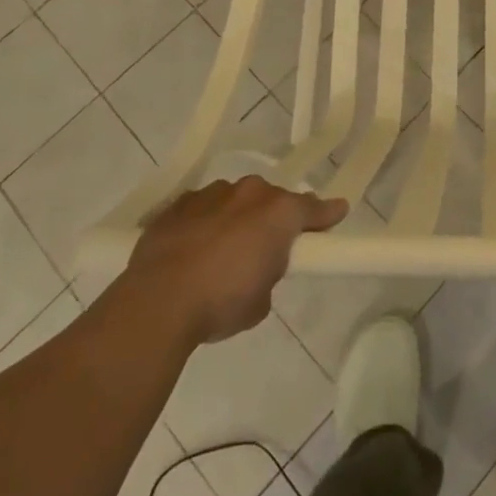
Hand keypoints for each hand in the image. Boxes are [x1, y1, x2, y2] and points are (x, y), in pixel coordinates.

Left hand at [122, 177, 347, 345]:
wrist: (158, 301)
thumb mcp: (261, 301)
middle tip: (266, 247)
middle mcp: (249, 193)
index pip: (312, 209)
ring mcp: (211, 194)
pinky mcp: (178, 204)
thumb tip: (258, 267)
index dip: (326, 215)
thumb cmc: (221, 303)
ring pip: (234, 200)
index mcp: (278, 213)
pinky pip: (202, 209)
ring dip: (236, 218)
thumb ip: (269, 274)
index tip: (337, 212)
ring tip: (222, 252)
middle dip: (272, 219)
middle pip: (271, 200)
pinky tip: (193, 249)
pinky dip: (204, 223)